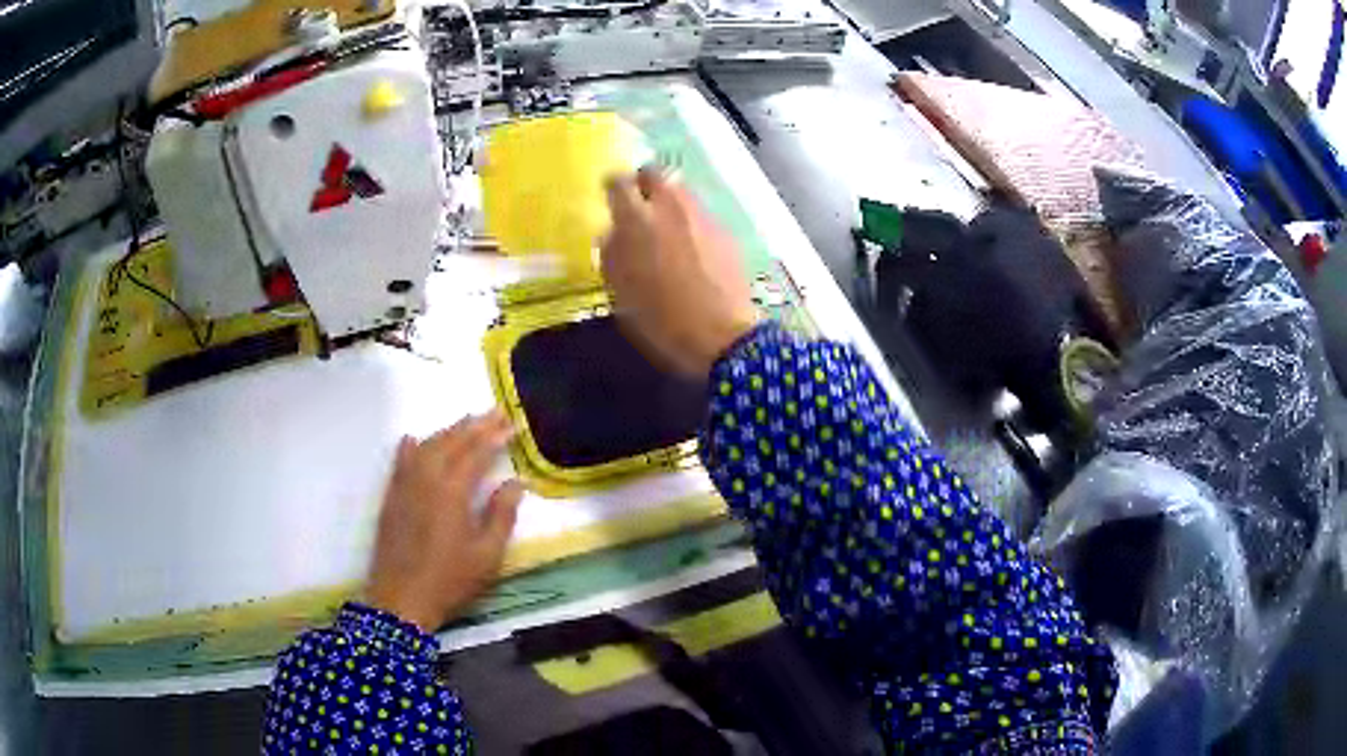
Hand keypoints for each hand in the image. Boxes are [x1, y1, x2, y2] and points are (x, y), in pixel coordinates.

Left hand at [365, 412, 522, 630]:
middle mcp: (426, 478)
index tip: (513, 424)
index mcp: (452, 491)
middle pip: (451, 442)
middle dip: (474, 426)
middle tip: (495, 412)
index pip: (476, 453)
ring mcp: (404, 486)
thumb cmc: (450, 580)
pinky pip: (400, 461)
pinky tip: (413, 439)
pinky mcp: (391, 497)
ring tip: (466, 421)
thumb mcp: (487, 555)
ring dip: (447, 431)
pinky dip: (411, 446)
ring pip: (426, 446)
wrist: (400, 599)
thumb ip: (502, 515)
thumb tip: (516, 482)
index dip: (495, 436)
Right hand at [602, 168, 758, 377]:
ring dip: (669, 201)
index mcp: (637, 219)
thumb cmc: (661, 319)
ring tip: (665, 227)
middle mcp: (671, 206)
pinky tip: (691, 248)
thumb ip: (612, 253)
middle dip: (644, 184)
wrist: (723, 336)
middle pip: (655, 173)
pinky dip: (691, 221)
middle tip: (639, 206)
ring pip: (681, 190)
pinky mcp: (726, 230)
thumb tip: (612, 232)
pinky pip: (701, 213)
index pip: (618, 182)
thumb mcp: (621, 291)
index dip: (612, 188)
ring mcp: (703, 215)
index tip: (611, 201)